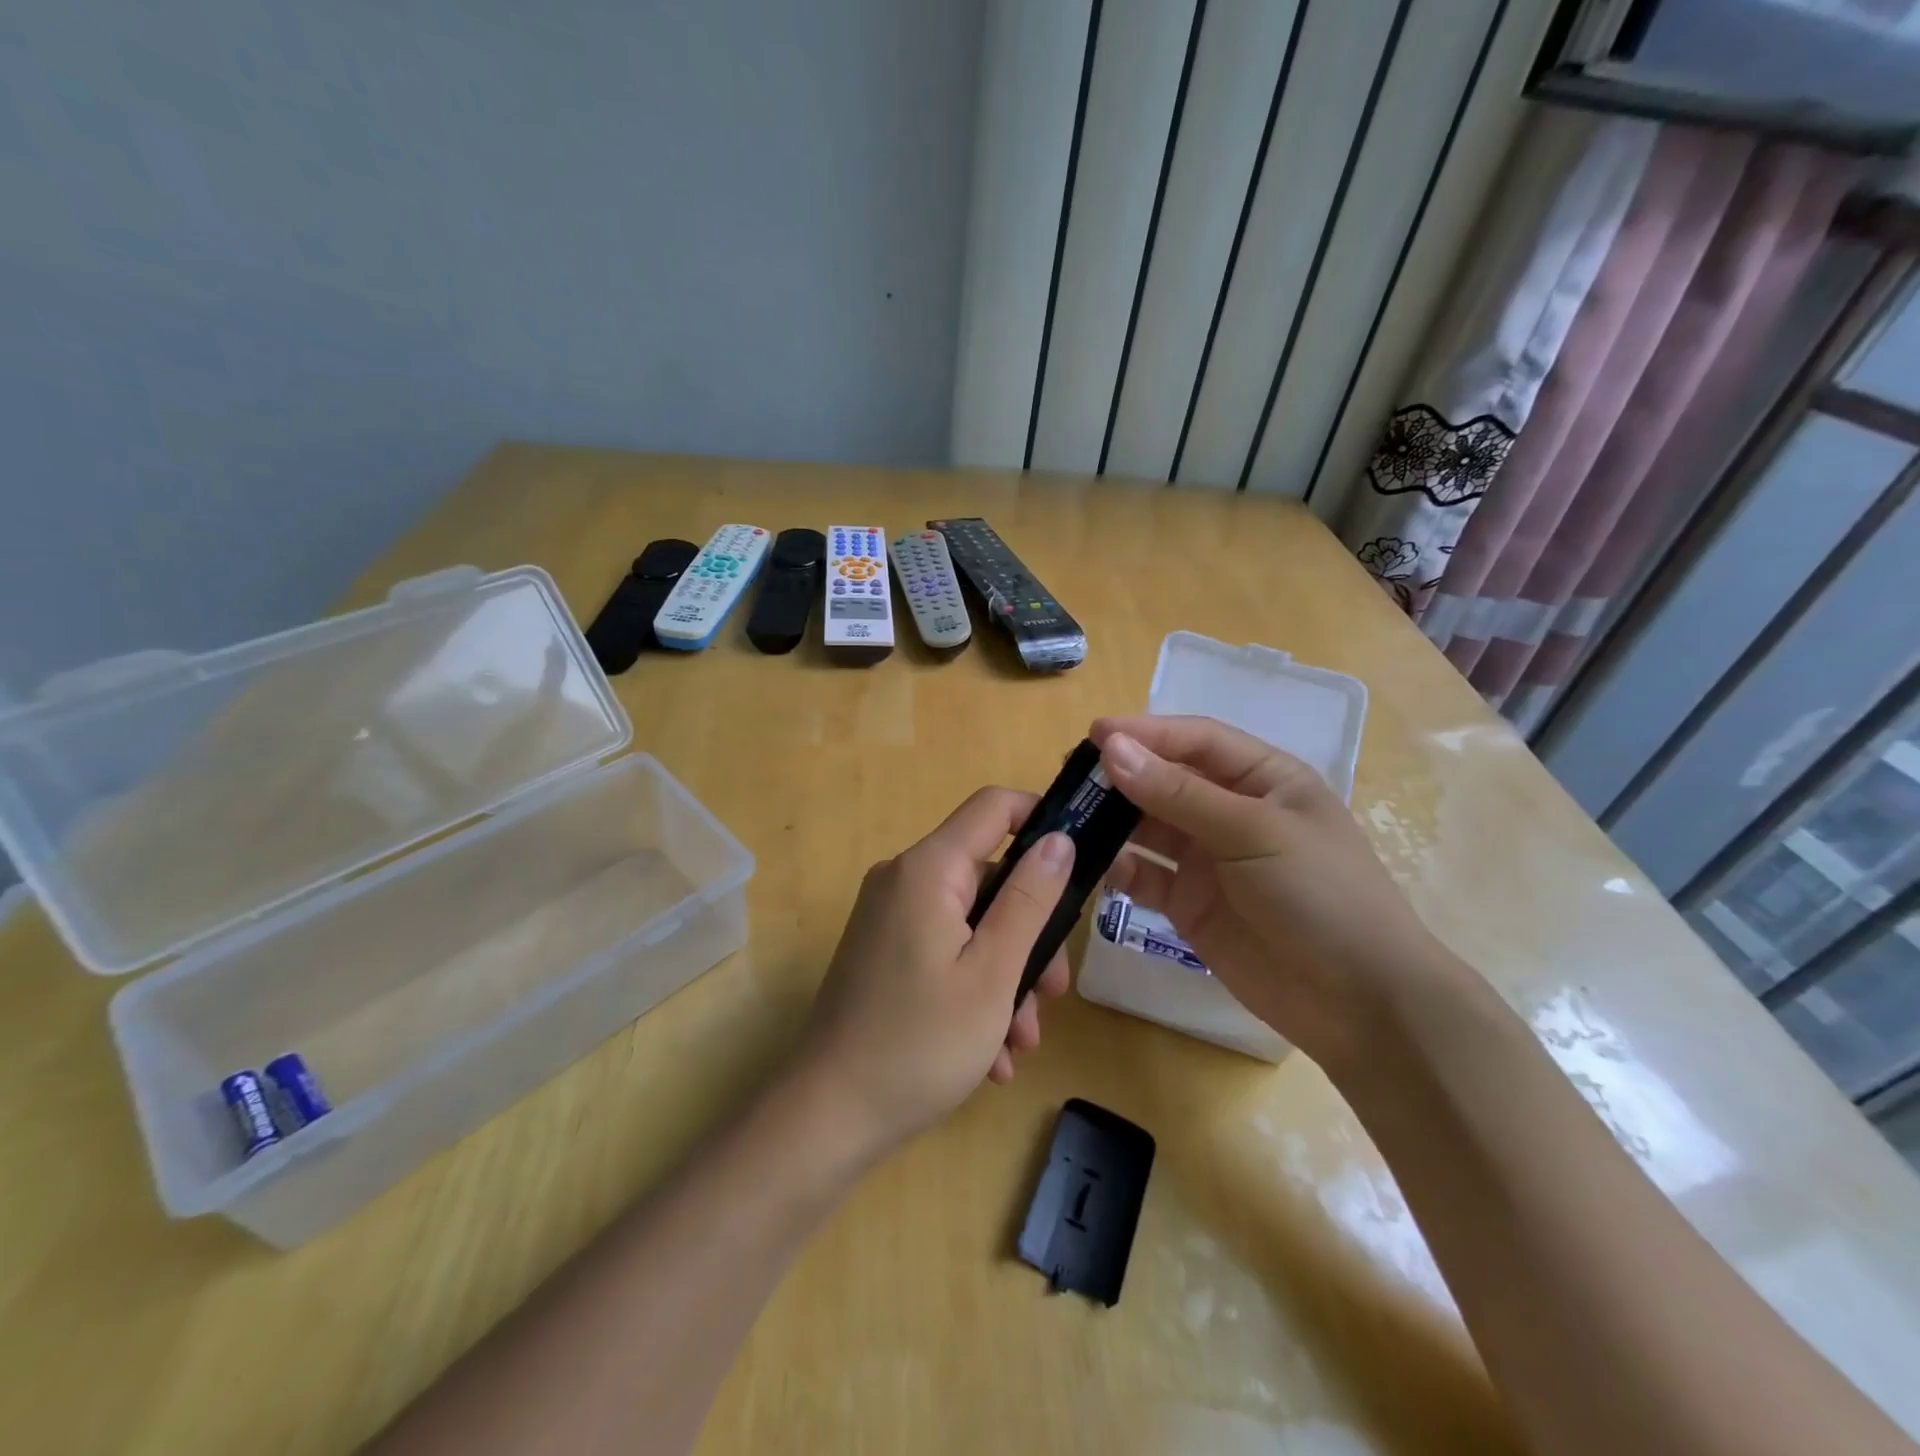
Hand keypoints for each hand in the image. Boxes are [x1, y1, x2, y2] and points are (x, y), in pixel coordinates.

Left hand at [795, 787, 1075, 1156]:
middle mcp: (903, 880)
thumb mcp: (992, 973)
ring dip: (1005, 976)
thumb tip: (1059, 839)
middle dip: (1028, 934)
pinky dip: (972, 989)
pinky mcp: (883, 952)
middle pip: (988, 878)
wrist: (828, 1118)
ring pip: (971, 924)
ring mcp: (889, 918)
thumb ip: (1029, 899)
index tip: (1081, 864)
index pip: (993, 807)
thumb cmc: (920, 1044)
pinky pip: (943, 950)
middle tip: (1052, 995)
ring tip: (1019, 1042)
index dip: (1042, 820)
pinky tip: (989, 1055)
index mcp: (927, 870)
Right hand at [1091, 715, 1449, 1066]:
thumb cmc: (1320, 895)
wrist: (1359, 1003)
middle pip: (1165, 781)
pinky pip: (1145, 875)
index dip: (1146, 732)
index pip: (1196, 740)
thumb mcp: (1253, 832)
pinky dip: (1119, 868)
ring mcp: (1208, 860)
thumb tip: (1112, 748)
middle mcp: (1231, 811)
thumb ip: (1179, 793)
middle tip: (1067, 777)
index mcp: (1263, 779)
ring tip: (1067, 818)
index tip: (1093, 734)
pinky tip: (1094, 867)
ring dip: (1112, 821)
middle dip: (1120, 777)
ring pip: (1148, 827)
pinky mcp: (1190, 904)